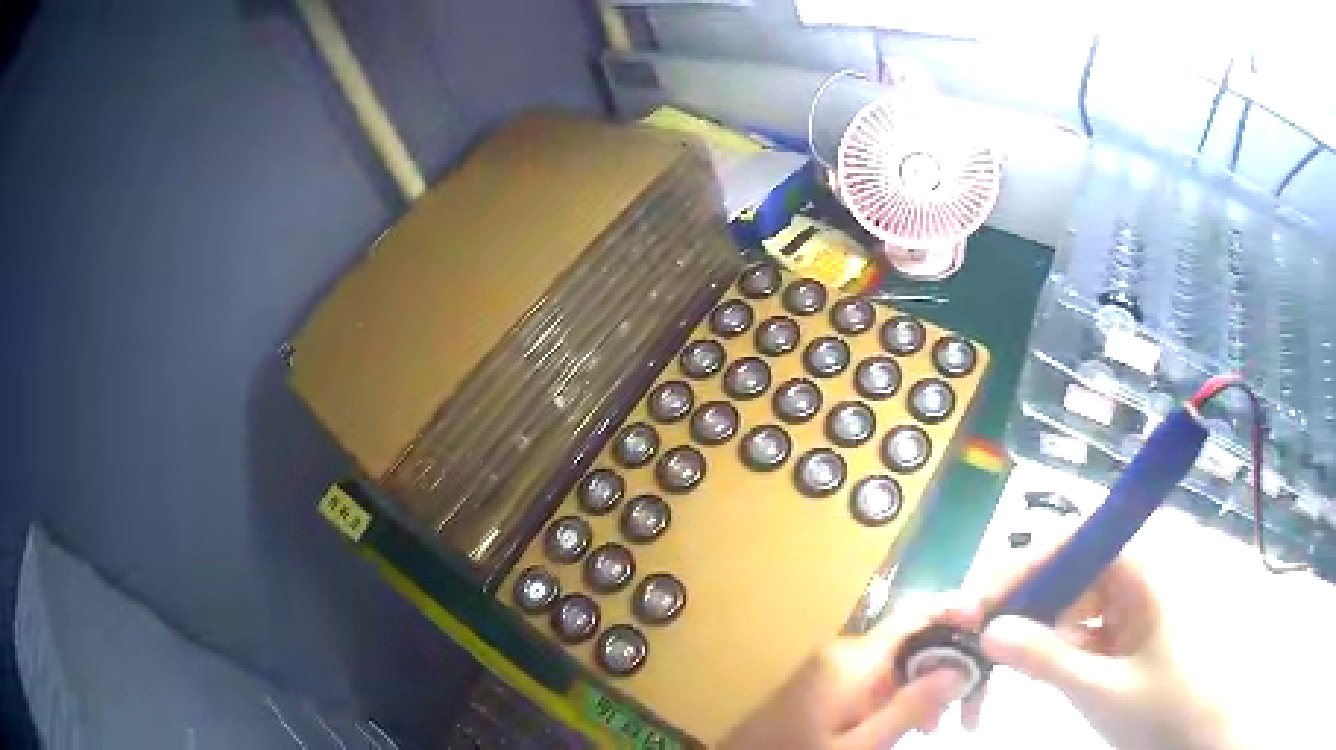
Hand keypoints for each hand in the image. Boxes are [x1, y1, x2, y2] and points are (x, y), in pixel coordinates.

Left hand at [721, 596, 978, 749]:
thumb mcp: (860, 745)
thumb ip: (910, 707)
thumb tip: (961, 666)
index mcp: (853, 659)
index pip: (915, 616)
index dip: (955, 610)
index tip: (989, 623)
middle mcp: (843, 651)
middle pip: (910, 643)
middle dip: (943, 668)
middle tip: (965, 710)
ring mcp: (831, 665)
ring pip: (895, 664)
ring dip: (921, 688)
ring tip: (933, 728)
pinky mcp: (824, 681)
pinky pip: (873, 678)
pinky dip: (896, 696)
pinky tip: (902, 724)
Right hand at [974, 549, 1238, 748]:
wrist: (1202, 733)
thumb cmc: (1165, 708)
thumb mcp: (1103, 690)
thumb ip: (1047, 659)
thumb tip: (989, 631)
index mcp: (1143, 567)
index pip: (1075, 542)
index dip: (1023, 567)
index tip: (977, 605)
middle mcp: (1138, 572)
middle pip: (1070, 569)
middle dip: (1023, 602)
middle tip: (980, 641)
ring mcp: (1134, 601)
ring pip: (1073, 599)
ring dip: (1036, 628)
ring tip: (1002, 664)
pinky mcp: (1130, 628)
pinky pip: (1085, 625)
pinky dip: (1057, 646)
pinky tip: (1036, 669)